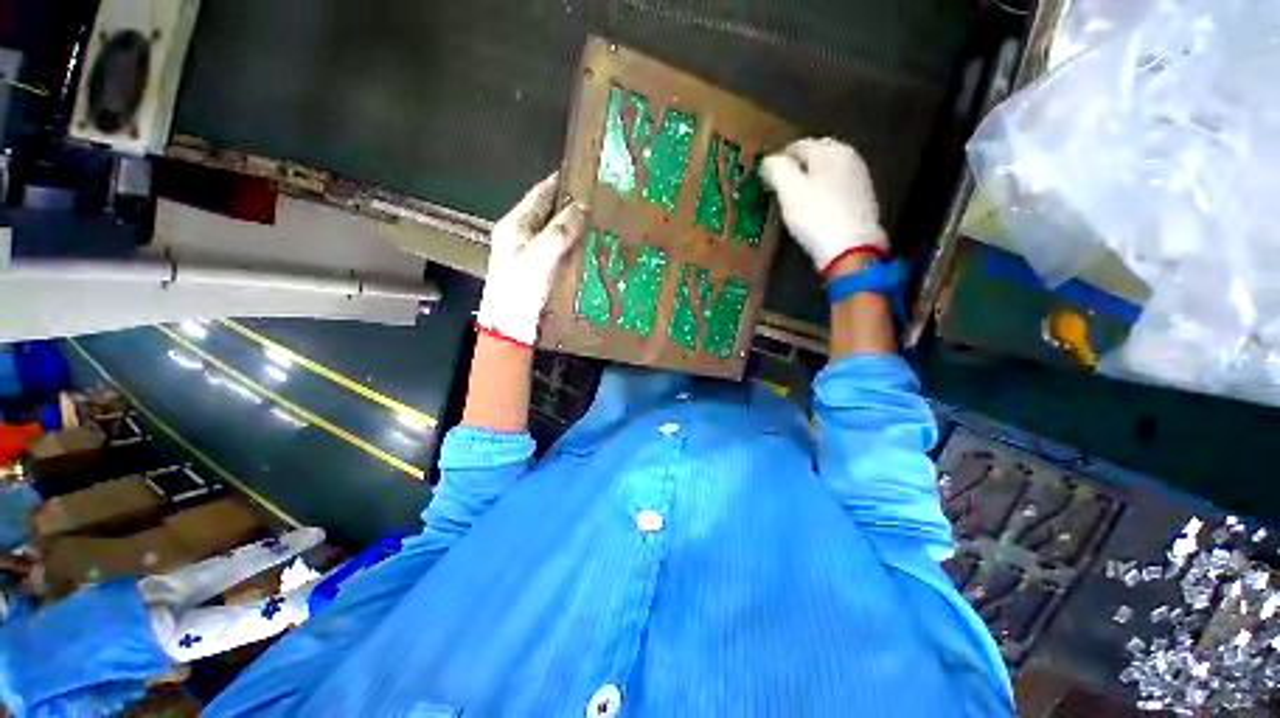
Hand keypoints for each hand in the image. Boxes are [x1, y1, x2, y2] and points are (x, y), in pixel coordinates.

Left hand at [476, 173, 587, 346]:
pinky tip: (590, 248)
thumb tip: (581, 207)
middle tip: (601, 201)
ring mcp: (531, 254)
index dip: (561, 182)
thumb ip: (558, 232)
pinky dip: (575, 246)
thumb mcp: (538, 258)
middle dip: (572, 205)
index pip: (540, 194)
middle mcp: (521, 235)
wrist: (511, 329)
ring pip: (557, 232)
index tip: (585, 175)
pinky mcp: (541, 270)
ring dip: (576, 227)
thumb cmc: (520, 292)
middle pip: (549, 213)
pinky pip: (561, 251)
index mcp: (514, 225)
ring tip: (601, 222)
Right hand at [760, 138, 887, 276]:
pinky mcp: (863, 197)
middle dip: (798, 166)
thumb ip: (777, 169)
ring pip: (828, 170)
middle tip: (780, 184)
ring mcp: (859, 176)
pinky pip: (837, 186)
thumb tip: (769, 160)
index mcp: (829, 150)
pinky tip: (816, 206)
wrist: (851, 247)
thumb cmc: (815, 216)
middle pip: (816, 155)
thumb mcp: (789, 191)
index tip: (766, 174)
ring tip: (796, 196)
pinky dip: (824, 190)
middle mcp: (848, 156)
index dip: (779, 159)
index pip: (798, 145)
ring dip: (812, 178)